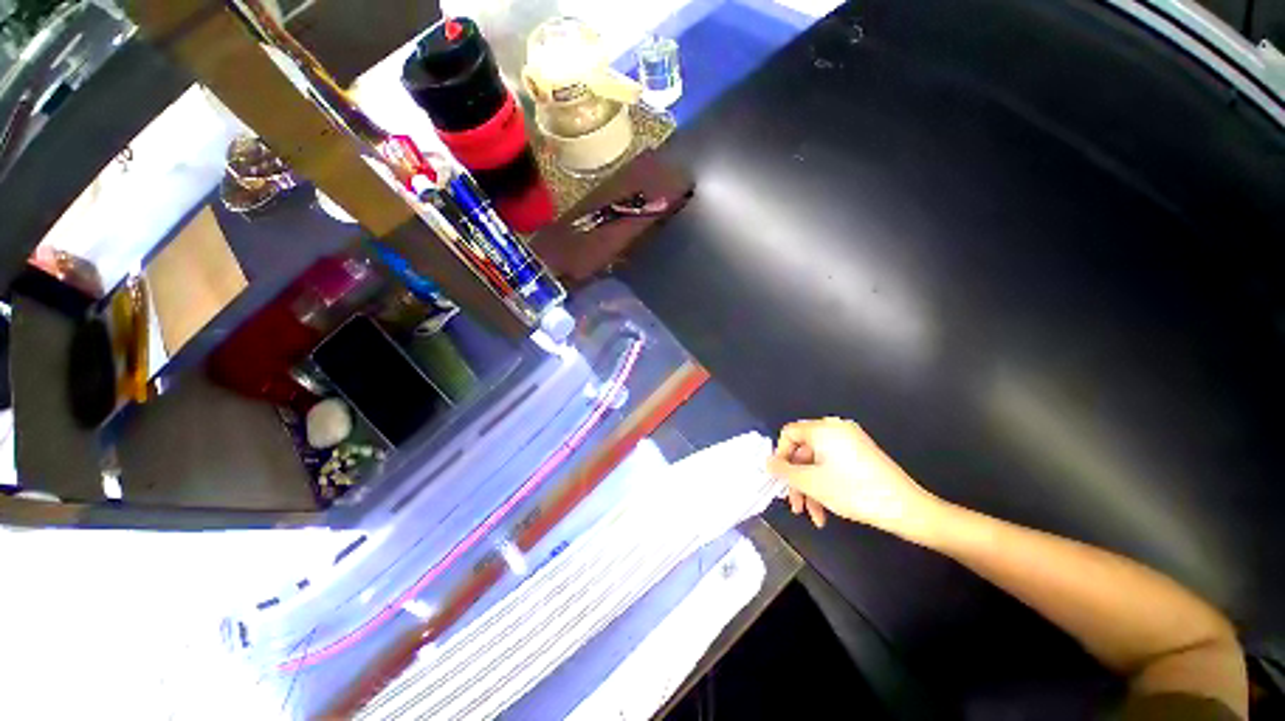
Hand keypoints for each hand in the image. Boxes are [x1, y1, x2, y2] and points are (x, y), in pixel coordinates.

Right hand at [766, 418, 944, 540]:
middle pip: (803, 451)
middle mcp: (836, 430)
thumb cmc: (854, 491)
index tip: (780, 480)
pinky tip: (824, 512)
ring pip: (817, 463)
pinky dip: (825, 485)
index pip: (789, 434)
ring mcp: (850, 442)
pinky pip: (832, 466)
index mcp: (824, 429)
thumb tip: (767, 462)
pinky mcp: (861, 456)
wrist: (906, 509)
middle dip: (797, 480)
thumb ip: (783, 471)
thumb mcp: (811, 483)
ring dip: (810, 488)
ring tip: (811, 515)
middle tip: (795, 504)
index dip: (780, 456)